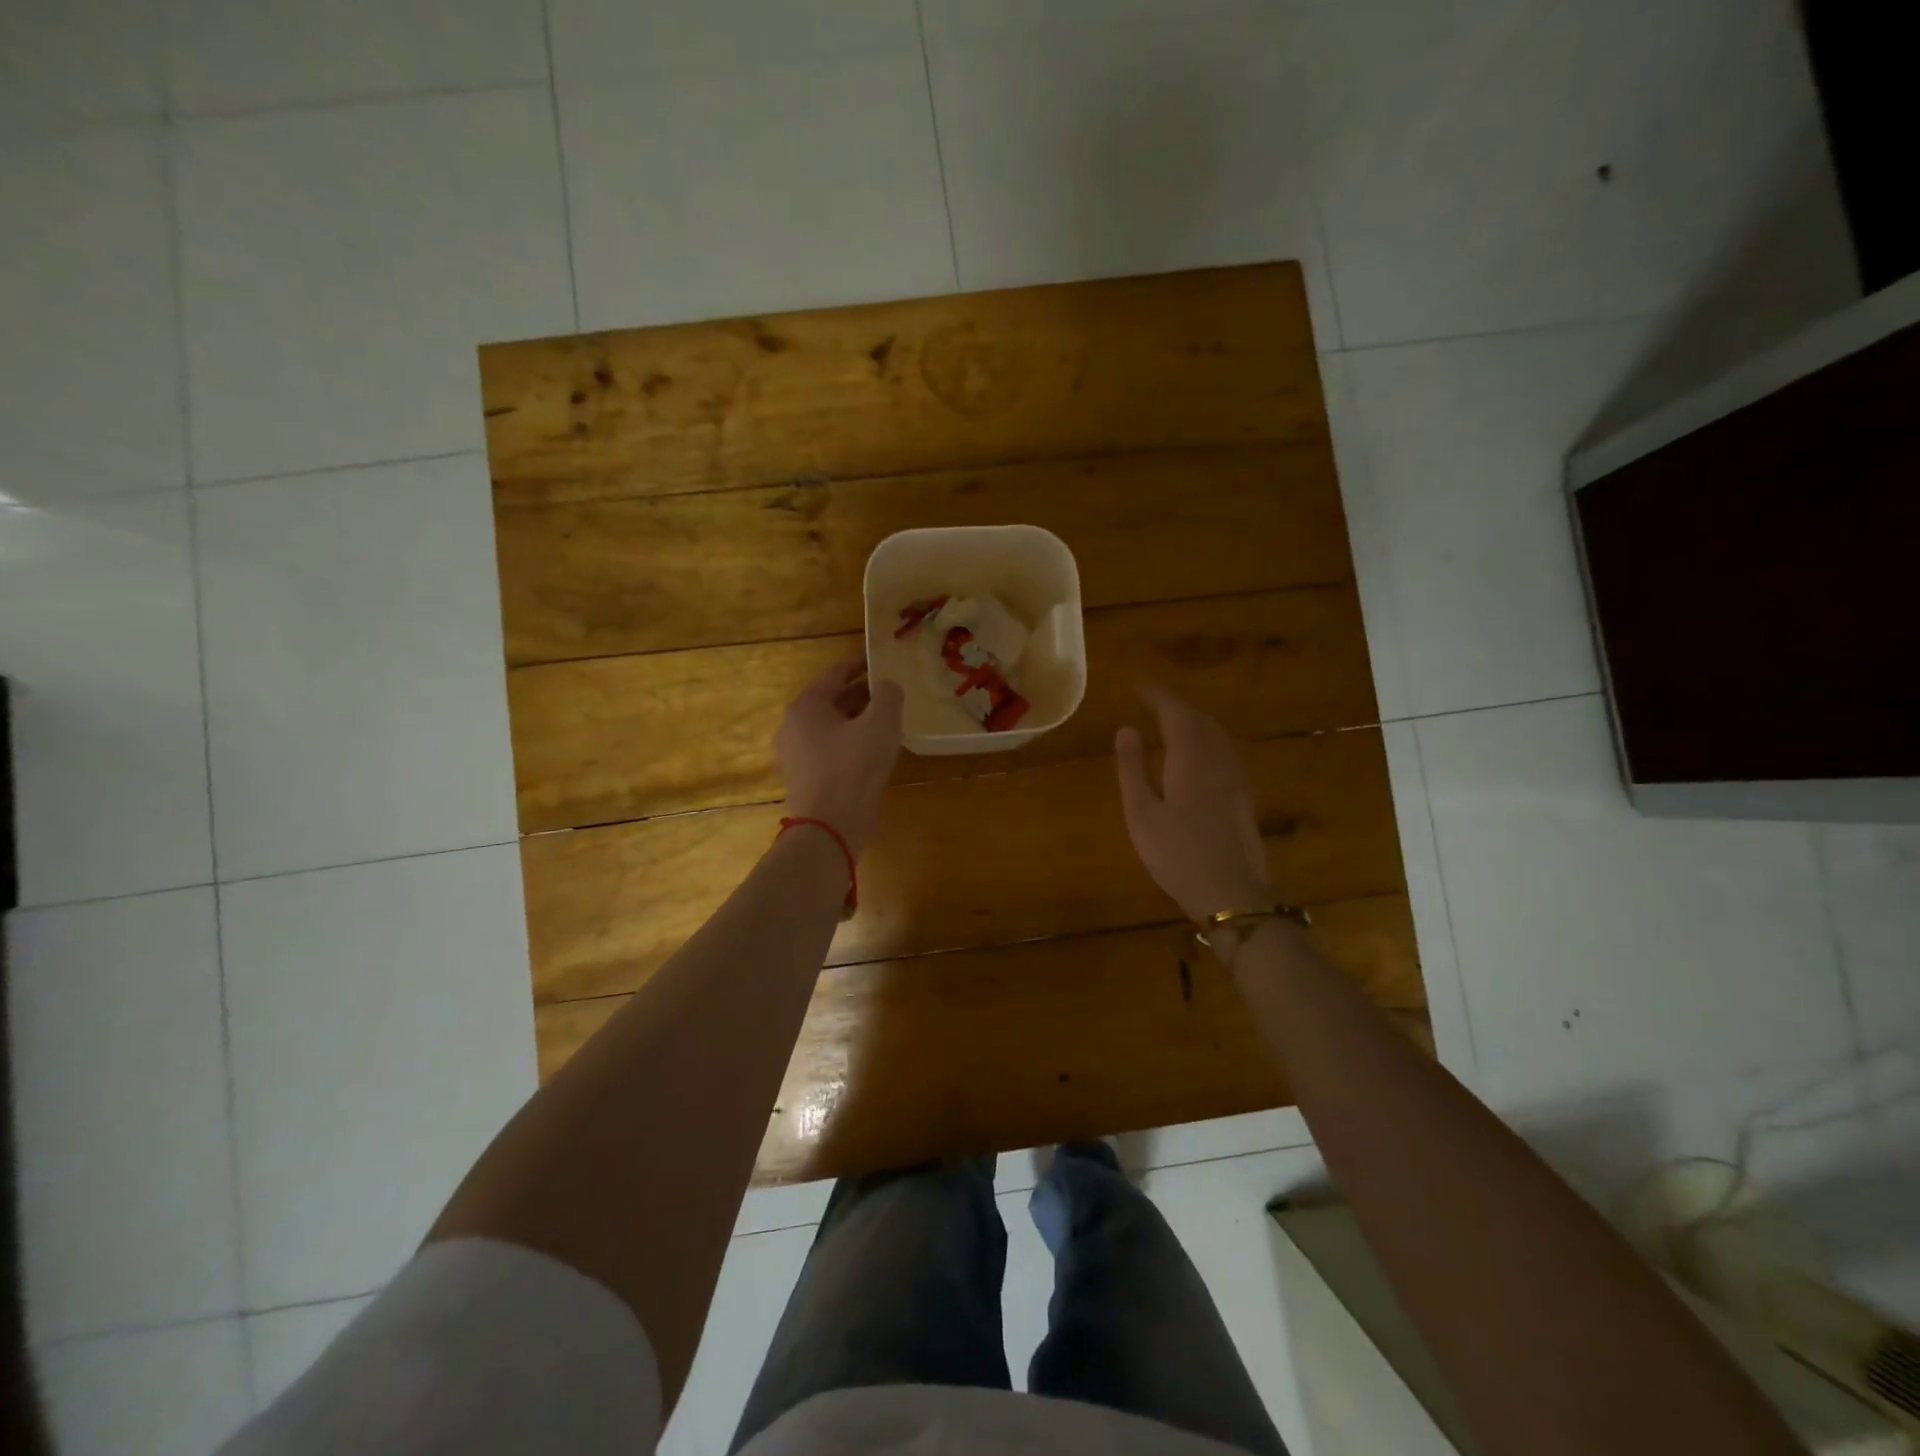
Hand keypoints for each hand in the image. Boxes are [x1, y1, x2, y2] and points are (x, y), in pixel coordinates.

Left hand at [775, 658, 904, 856]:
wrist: (830, 826)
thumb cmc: (854, 767)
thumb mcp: (881, 723)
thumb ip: (887, 695)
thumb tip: (886, 686)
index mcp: (806, 706)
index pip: (836, 674)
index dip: (860, 664)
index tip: (880, 659)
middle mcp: (794, 726)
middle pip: (832, 701)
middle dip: (861, 695)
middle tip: (890, 693)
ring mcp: (796, 755)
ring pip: (832, 728)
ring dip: (858, 722)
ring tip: (887, 722)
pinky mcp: (805, 779)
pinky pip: (831, 751)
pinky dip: (851, 744)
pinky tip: (874, 751)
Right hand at [1115, 686, 1274, 922]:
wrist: (1232, 894)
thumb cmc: (1177, 855)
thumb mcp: (1142, 813)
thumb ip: (1132, 768)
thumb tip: (1126, 729)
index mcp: (1190, 758)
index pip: (1176, 712)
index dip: (1157, 696)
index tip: (1138, 688)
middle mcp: (1218, 759)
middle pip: (1200, 719)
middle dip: (1176, 706)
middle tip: (1151, 703)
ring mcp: (1236, 777)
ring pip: (1216, 734)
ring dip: (1193, 721)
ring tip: (1170, 723)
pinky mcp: (1243, 795)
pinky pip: (1224, 751)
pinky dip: (1206, 740)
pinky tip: (1196, 756)